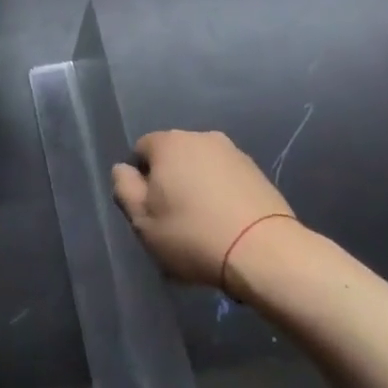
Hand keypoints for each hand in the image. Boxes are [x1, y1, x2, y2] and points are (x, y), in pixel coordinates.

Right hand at [111, 130, 298, 290]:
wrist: (263, 251)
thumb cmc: (192, 234)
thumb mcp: (142, 221)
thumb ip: (124, 188)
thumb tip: (124, 169)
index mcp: (169, 143)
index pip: (141, 150)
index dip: (140, 180)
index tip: (149, 210)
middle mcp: (201, 137)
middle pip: (173, 156)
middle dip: (169, 180)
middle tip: (173, 219)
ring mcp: (233, 152)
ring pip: (201, 167)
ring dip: (196, 186)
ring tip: (202, 224)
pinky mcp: (257, 171)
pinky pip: (226, 178)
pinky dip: (221, 194)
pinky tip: (225, 223)